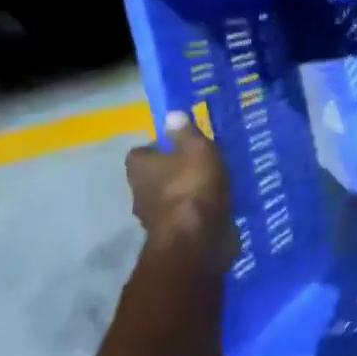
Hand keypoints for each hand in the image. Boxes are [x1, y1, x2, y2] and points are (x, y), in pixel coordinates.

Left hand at [126, 111, 231, 259]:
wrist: (196, 240)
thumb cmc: (193, 187)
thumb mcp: (196, 150)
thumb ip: (185, 133)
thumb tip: (171, 115)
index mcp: (140, 168)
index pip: (140, 152)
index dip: (158, 147)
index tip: (180, 144)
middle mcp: (140, 192)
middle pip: (154, 176)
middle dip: (174, 170)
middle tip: (201, 163)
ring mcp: (154, 217)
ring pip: (169, 197)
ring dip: (186, 192)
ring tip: (213, 184)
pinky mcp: (173, 235)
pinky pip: (184, 216)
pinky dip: (196, 211)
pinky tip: (216, 206)